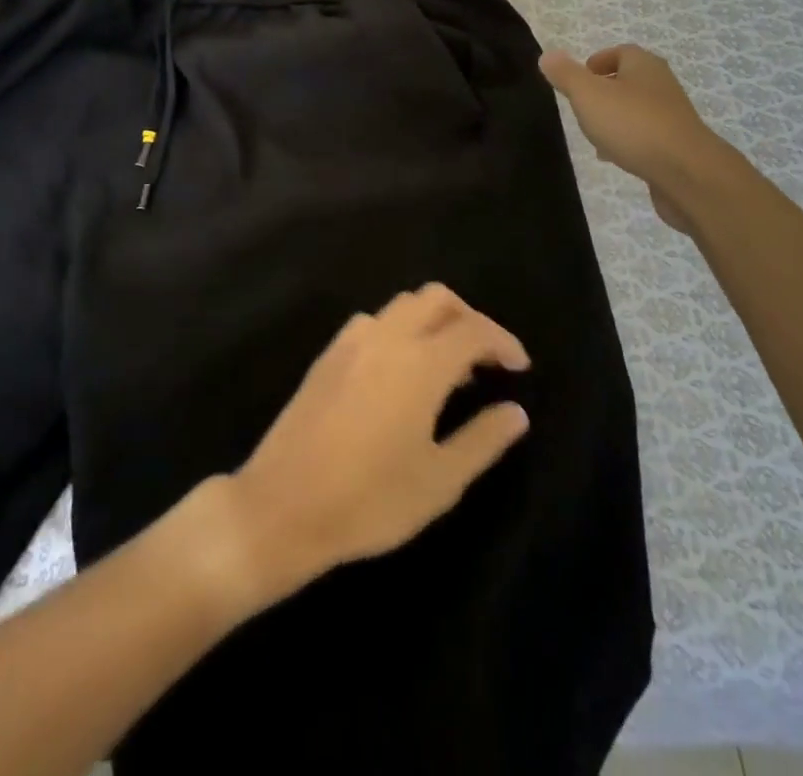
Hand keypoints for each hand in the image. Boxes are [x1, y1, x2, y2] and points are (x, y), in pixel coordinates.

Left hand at [223, 285, 530, 604]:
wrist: (282, 505)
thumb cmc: (370, 500)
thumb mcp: (439, 481)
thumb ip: (483, 439)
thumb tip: (516, 412)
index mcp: (421, 362)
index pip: (474, 329)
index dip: (503, 342)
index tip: (519, 368)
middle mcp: (388, 337)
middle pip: (437, 298)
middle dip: (469, 318)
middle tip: (486, 360)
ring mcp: (352, 341)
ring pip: (403, 305)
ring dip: (433, 320)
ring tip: (446, 368)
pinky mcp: (329, 354)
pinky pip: (375, 321)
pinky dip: (400, 329)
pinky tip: (400, 372)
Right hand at [540, 44, 725, 233]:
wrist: (687, 173)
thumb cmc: (633, 125)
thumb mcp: (588, 95)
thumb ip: (566, 75)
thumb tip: (548, 55)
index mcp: (644, 66)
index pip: (622, 52)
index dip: (599, 61)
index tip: (580, 75)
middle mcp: (662, 86)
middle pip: (631, 80)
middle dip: (606, 89)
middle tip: (581, 104)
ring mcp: (673, 117)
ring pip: (638, 110)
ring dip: (616, 117)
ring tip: (593, 133)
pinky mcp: (677, 146)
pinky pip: (647, 136)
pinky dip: (629, 141)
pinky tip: (615, 157)